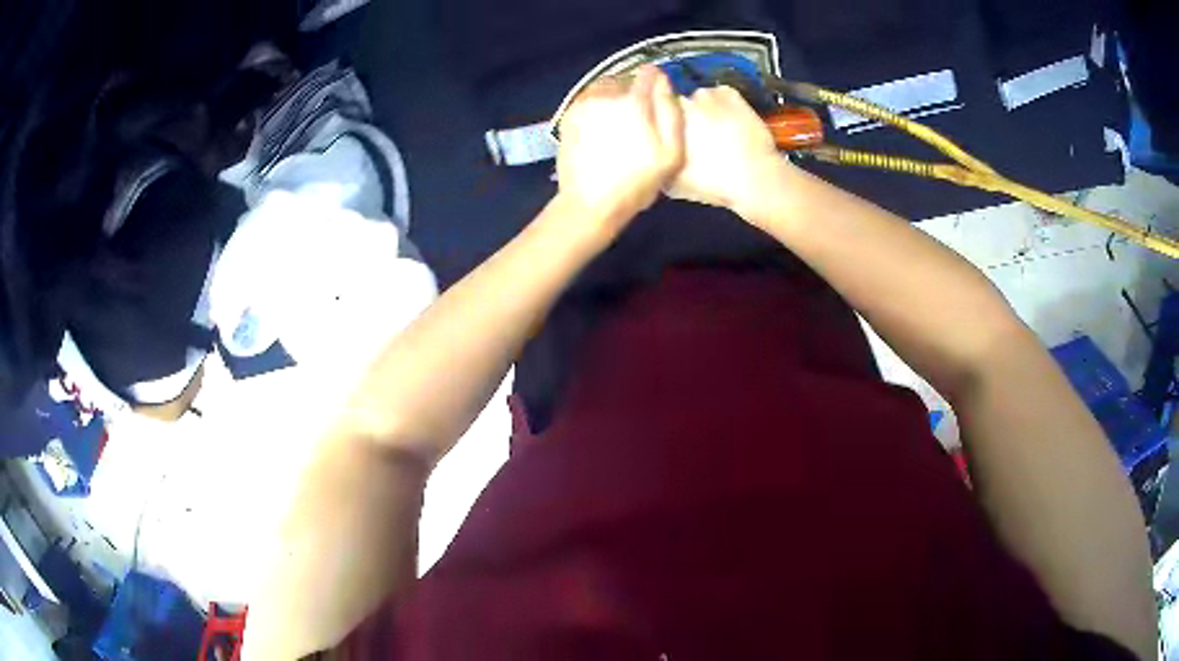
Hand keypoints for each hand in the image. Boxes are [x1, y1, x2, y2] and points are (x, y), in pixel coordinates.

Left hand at [555, 64, 684, 226]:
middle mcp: (606, 95)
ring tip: (620, 121)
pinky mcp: (568, 115)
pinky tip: (602, 127)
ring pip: (605, 86)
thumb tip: (665, 82)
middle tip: (639, 116)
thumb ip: (671, 112)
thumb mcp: (671, 153)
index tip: (658, 98)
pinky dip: (597, 105)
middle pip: (626, 78)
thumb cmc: (636, 183)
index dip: (657, 83)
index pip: (649, 73)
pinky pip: (588, 98)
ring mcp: (583, 104)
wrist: (590, 203)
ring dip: (614, 96)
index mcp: (634, 101)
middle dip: (634, 90)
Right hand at [667, 85, 792, 218]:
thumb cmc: (712, 183)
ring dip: (705, 109)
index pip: (656, 114)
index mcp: (665, 121)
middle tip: (697, 137)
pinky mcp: (732, 95)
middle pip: (677, 104)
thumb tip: (652, 151)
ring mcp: (709, 94)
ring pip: (700, 98)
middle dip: (684, 117)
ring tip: (716, 129)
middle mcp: (683, 101)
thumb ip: (657, 161)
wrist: (755, 178)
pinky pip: (721, 94)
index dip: (665, 126)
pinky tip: (730, 122)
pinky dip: (724, 104)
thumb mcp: (672, 183)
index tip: (676, 138)